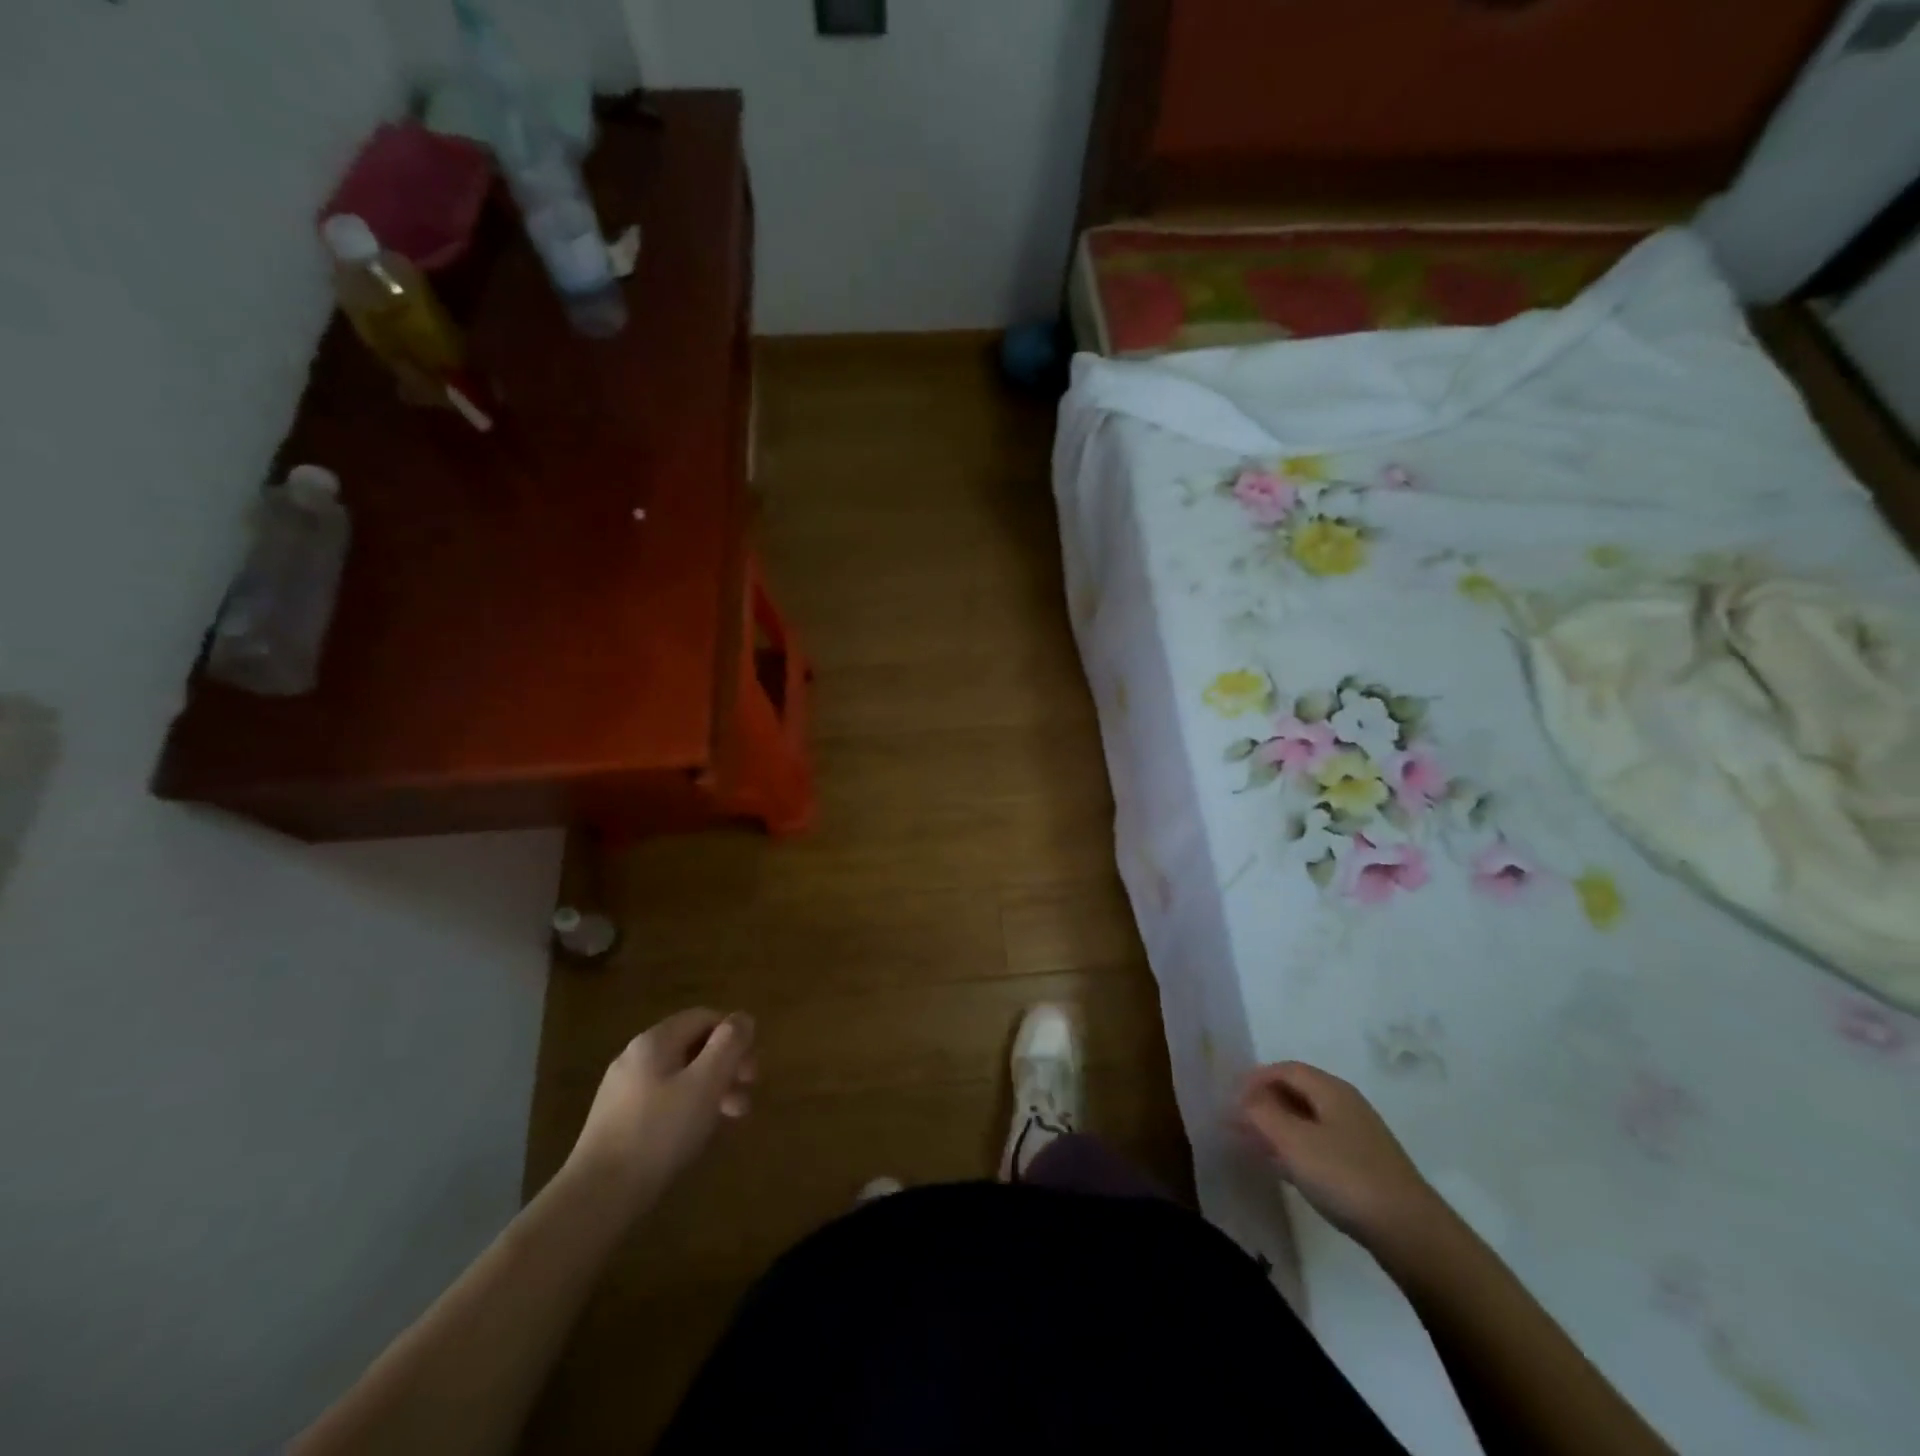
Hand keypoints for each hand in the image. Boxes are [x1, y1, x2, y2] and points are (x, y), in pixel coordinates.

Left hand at [567, 1009, 757, 1206]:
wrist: (597, 1197)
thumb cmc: (659, 1133)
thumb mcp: (705, 1083)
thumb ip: (729, 1045)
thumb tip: (742, 1018)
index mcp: (655, 1041)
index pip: (704, 1017)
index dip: (734, 1035)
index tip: (751, 1069)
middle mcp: (635, 1056)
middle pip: (692, 1046)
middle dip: (726, 1065)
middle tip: (747, 1093)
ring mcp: (622, 1089)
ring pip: (679, 1075)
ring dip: (711, 1088)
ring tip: (731, 1117)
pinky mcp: (616, 1120)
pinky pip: (662, 1099)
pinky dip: (688, 1106)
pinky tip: (697, 1133)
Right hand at [1238, 1062, 1442, 1253]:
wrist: (1410, 1233)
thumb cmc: (1346, 1176)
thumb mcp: (1294, 1142)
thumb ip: (1262, 1115)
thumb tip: (1242, 1100)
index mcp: (1331, 1090)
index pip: (1286, 1069)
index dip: (1255, 1079)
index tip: (1231, 1099)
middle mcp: (1345, 1105)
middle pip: (1297, 1091)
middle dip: (1265, 1103)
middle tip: (1238, 1122)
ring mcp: (1358, 1136)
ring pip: (1308, 1119)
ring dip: (1278, 1127)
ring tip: (1254, 1145)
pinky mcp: (1364, 1166)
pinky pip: (1320, 1143)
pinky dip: (1296, 1147)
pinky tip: (1285, 1168)